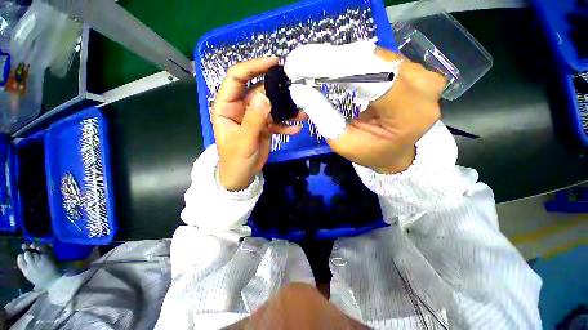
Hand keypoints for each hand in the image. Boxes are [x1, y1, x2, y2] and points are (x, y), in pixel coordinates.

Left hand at [213, 57, 305, 190]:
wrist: (242, 177)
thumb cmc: (236, 160)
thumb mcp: (244, 140)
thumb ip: (254, 119)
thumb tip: (265, 97)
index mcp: (227, 106)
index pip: (237, 78)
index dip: (253, 67)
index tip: (273, 63)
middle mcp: (240, 108)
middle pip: (259, 90)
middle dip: (276, 90)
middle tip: (294, 88)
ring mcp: (254, 117)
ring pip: (271, 106)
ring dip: (285, 109)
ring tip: (300, 112)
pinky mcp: (264, 126)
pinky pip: (276, 121)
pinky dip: (286, 124)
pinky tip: (295, 128)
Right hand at [287, 42, 444, 173]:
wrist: (397, 153)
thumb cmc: (370, 153)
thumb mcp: (342, 142)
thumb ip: (323, 116)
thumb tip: (299, 89)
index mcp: (408, 114)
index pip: (373, 78)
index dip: (337, 66)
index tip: (303, 63)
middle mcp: (423, 88)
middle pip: (373, 62)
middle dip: (335, 62)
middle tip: (303, 64)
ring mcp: (424, 75)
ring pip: (376, 56)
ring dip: (344, 60)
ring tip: (317, 65)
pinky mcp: (417, 70)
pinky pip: (381, 59)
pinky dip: (356, 61)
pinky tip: (338, 65)